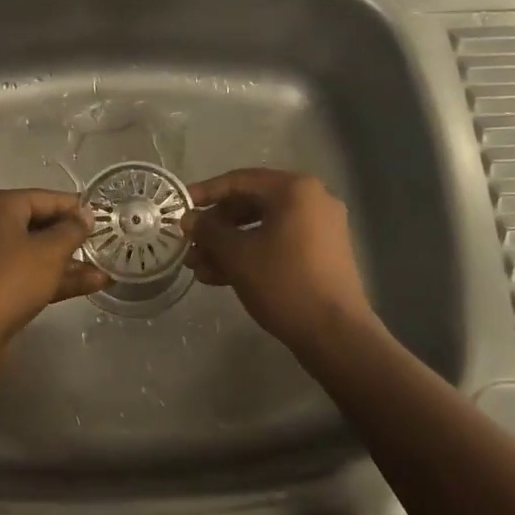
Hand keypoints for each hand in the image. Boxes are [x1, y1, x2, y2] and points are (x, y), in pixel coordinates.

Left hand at [0, 189, 108, 342]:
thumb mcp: (50, 252)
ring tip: (106, 269)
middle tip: (106, 244)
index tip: (105, 218)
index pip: (45, 198)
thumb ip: (72, 230)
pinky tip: (91, 285)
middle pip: (39, 225)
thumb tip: (85, 215)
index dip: (76, 208)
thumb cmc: (10, 281)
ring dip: (69, 262)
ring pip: (35, 253)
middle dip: (73, 237)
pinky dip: (54, 278)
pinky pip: (28, 274)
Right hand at [185, 169, 376, 347]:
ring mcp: (321, 228)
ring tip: (198, 268)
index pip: (239, 180)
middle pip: (251, 204)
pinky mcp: (322, 254)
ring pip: (263, 227)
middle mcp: (312, 200)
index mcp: (295, 189)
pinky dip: (251, 255)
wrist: (336, 334)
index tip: (179, 208)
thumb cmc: (283, 282)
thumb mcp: (237, 255)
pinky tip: (220, 277)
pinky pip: (279, 243)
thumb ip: (209, 230)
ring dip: (229, 245)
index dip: (205, 193)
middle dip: (216, 227)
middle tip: (189, 244)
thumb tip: (189, 219)